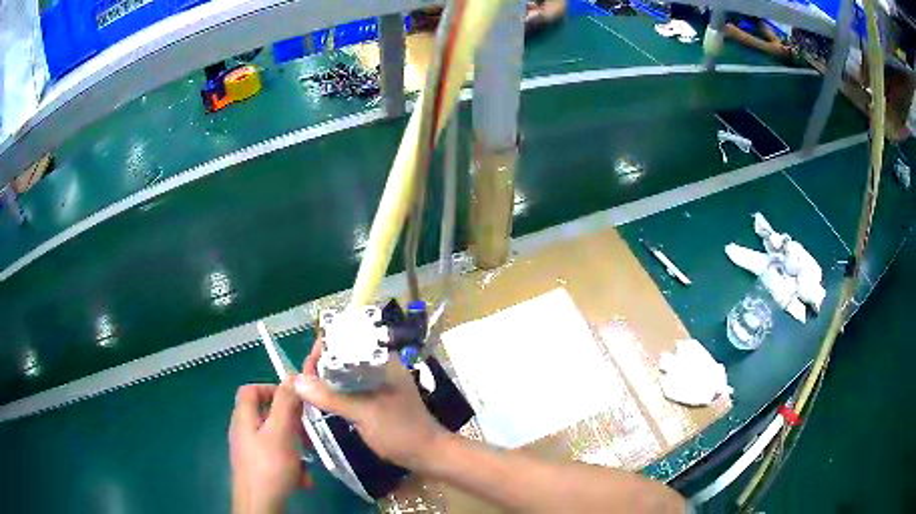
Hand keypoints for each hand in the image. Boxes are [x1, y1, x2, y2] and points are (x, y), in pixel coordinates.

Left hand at [229, 383, 311, 513]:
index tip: (294, 401)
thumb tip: (292, 376)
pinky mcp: (258, 468)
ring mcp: (250, 451)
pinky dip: (291, 464)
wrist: (260, 504)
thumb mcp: (281, 431)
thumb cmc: (270, 465)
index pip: (250, 389)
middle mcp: (244, 431)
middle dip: (290, 422)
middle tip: (307, 432)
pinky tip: (302, 479)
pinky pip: (276, 457)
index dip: (271, 389)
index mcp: (244, 417)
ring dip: (294, 446)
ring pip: (275, 439)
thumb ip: (285, 403)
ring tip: (308, 460)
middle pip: (266, 415)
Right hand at [294, 341, 447, 470]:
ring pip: (345, 375)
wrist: (426, 454)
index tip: (305, 365)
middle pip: (343, 357)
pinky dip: (335, 392)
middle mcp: (379, 366)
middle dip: (321, 366)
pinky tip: (321, 400)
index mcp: (382, 361)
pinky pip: (350, 389)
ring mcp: (378, 383)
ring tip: (307, 390)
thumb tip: (296, 381)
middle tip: (302, 382)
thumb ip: (331, 397)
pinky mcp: (375, 399)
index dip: (324, 349)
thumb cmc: (399, 430)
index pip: (347, 342)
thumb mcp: (363, 412)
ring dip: (326, 380)